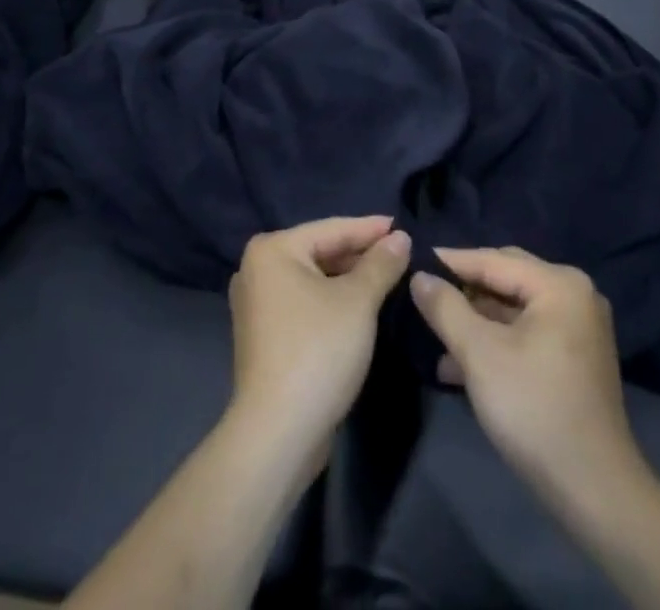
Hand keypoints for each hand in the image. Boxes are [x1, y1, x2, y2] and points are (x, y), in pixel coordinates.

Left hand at [228, 217, 410, 458]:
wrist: (278, 433)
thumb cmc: (318, 350)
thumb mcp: (358, 301)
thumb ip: (381, 264)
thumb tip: (400, 237)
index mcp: (272, 250)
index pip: (331, 229)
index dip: (370, 229)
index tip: (403, 226)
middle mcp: (256, 269)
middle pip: (320, 252)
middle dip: (360, 254)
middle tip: (401, 253)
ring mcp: (257, 305)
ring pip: (314, 280)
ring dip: (349, 279)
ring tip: (388, 276)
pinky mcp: (265, 336)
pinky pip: (306, 303)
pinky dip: (332, 301)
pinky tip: (361, 306)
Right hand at [411, 247, 646, 506]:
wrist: (595, 494)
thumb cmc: (534, 409)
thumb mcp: (479, 354)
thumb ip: (445, 308)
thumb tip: (419, 276)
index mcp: (559, 284)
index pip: (492, 260)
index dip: (449, 262)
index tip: (412, 262)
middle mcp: (574, 295)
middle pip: (505, 280)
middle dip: (463, 292)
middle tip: (423, 295)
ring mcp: (578, 328)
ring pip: (513, 309)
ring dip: (475, 322)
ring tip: (434, 337)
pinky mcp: (574, 358)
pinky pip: (526, 333)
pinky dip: (495, 342)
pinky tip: (459, 366)